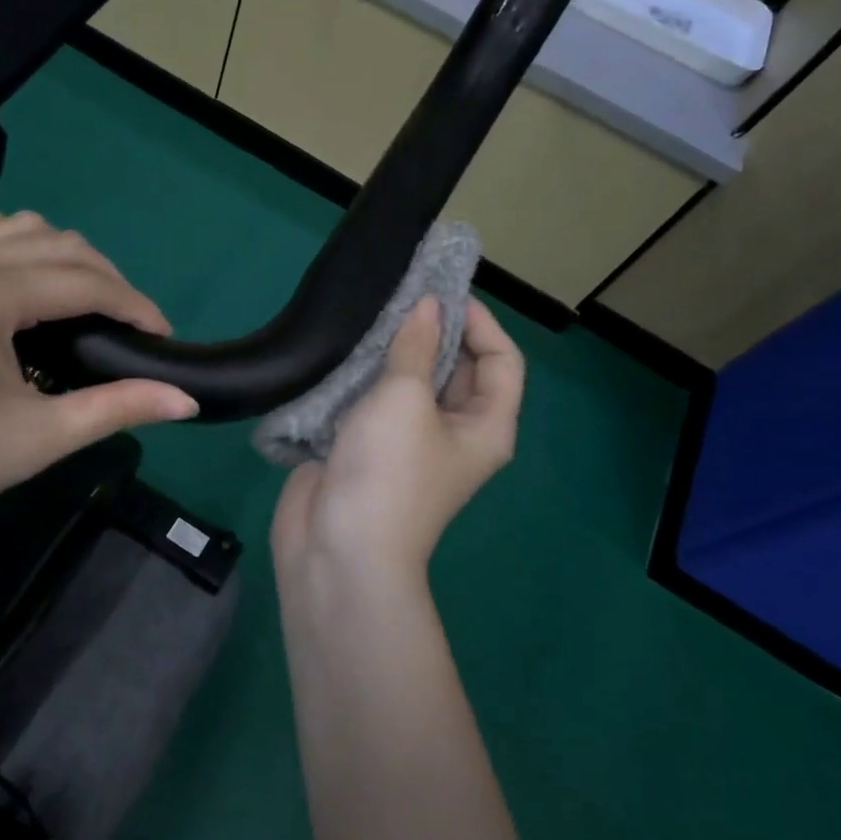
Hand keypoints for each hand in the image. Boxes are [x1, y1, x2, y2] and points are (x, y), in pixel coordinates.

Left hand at [0, 209, 196, 565]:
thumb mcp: (38, 437)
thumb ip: (117, 408)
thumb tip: (187, 401)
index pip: (86, 282)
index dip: (135, 306)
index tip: (162, 337)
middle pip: (60, 244)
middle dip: (107, 281)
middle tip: (127, 329)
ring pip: (17, 225)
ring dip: (61, 255)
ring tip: (79, 301)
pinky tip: (10, 263)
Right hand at [271, 296, 524, 583]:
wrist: (339, 549)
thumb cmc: (389, 470)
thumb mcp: (406, 398)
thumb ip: (416, 346)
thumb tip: (428, 305)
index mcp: (484, 425)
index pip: (501, 360)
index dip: (480, 322)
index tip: (442, 290)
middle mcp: (453, 431)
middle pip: (455, 368)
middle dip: (433, 330)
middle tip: (400, 293)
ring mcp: (408, 441)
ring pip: (410, 382)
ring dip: (393, 350)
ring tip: (370, 311)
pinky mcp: (367, 446)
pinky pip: (373, 400)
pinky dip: (363, 374)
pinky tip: (343, 347)